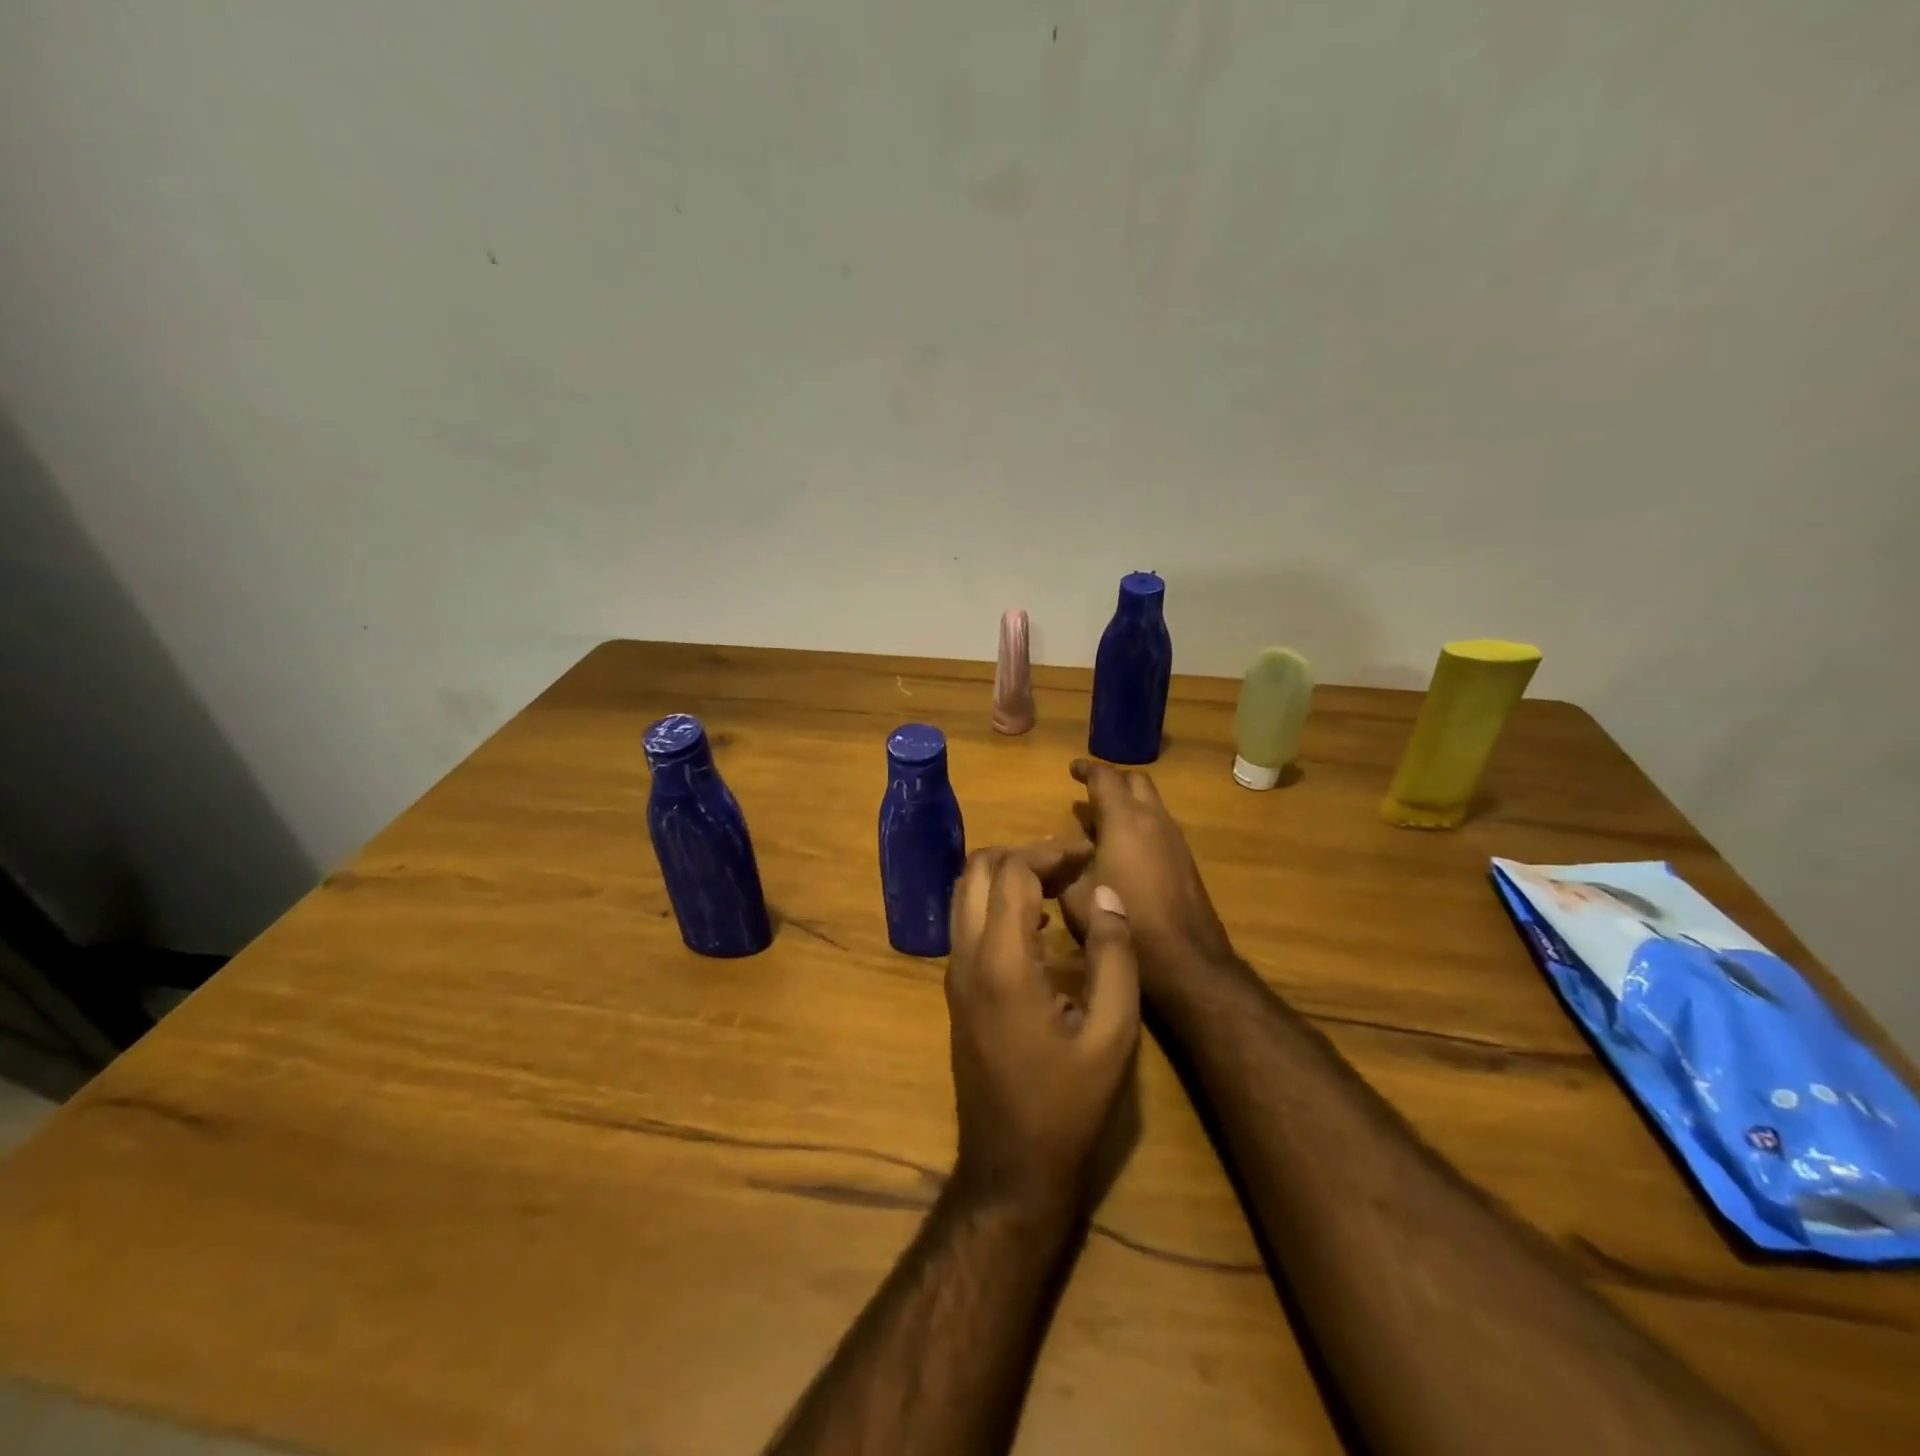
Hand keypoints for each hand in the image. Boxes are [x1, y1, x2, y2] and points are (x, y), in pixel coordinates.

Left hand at [945, 844, 1139, 1217]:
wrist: (1010, 1168)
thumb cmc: (1068, 1104)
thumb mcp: (1113, 1034)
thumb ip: (1114, 956)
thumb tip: (1107, 896)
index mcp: (1002, 961)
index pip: (1012, 871)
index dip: (1050, 852)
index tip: (1088, 855)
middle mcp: (966, 956)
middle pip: (976, 869)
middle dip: (1023, 854)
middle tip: (1070, 866)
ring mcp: (954, 973)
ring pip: (964, 892)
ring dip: (1006, 876)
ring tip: (1058, 886)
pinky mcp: (955, 991)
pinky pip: (967, 923)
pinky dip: (996, 903)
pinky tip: (1040, 926)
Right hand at [1060, 759, 1234, 992]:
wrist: (1186, 960)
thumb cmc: (1126, 920)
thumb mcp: (1076, 896)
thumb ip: (1065, 866)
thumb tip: (1059, 849)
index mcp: (1124, 820)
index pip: (1105, 778)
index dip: (1086, 769)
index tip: (1072, 769)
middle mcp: (1154, 820)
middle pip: (1136, 782)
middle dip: (1112, 780)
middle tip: (1089, 791)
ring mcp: (1175, 840)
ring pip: (1151, 804)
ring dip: (1128, 804)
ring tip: (1100, 823)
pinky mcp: (1186, 861)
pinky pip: (1159, 827)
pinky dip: (1139, 825)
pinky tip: (1122, 851)